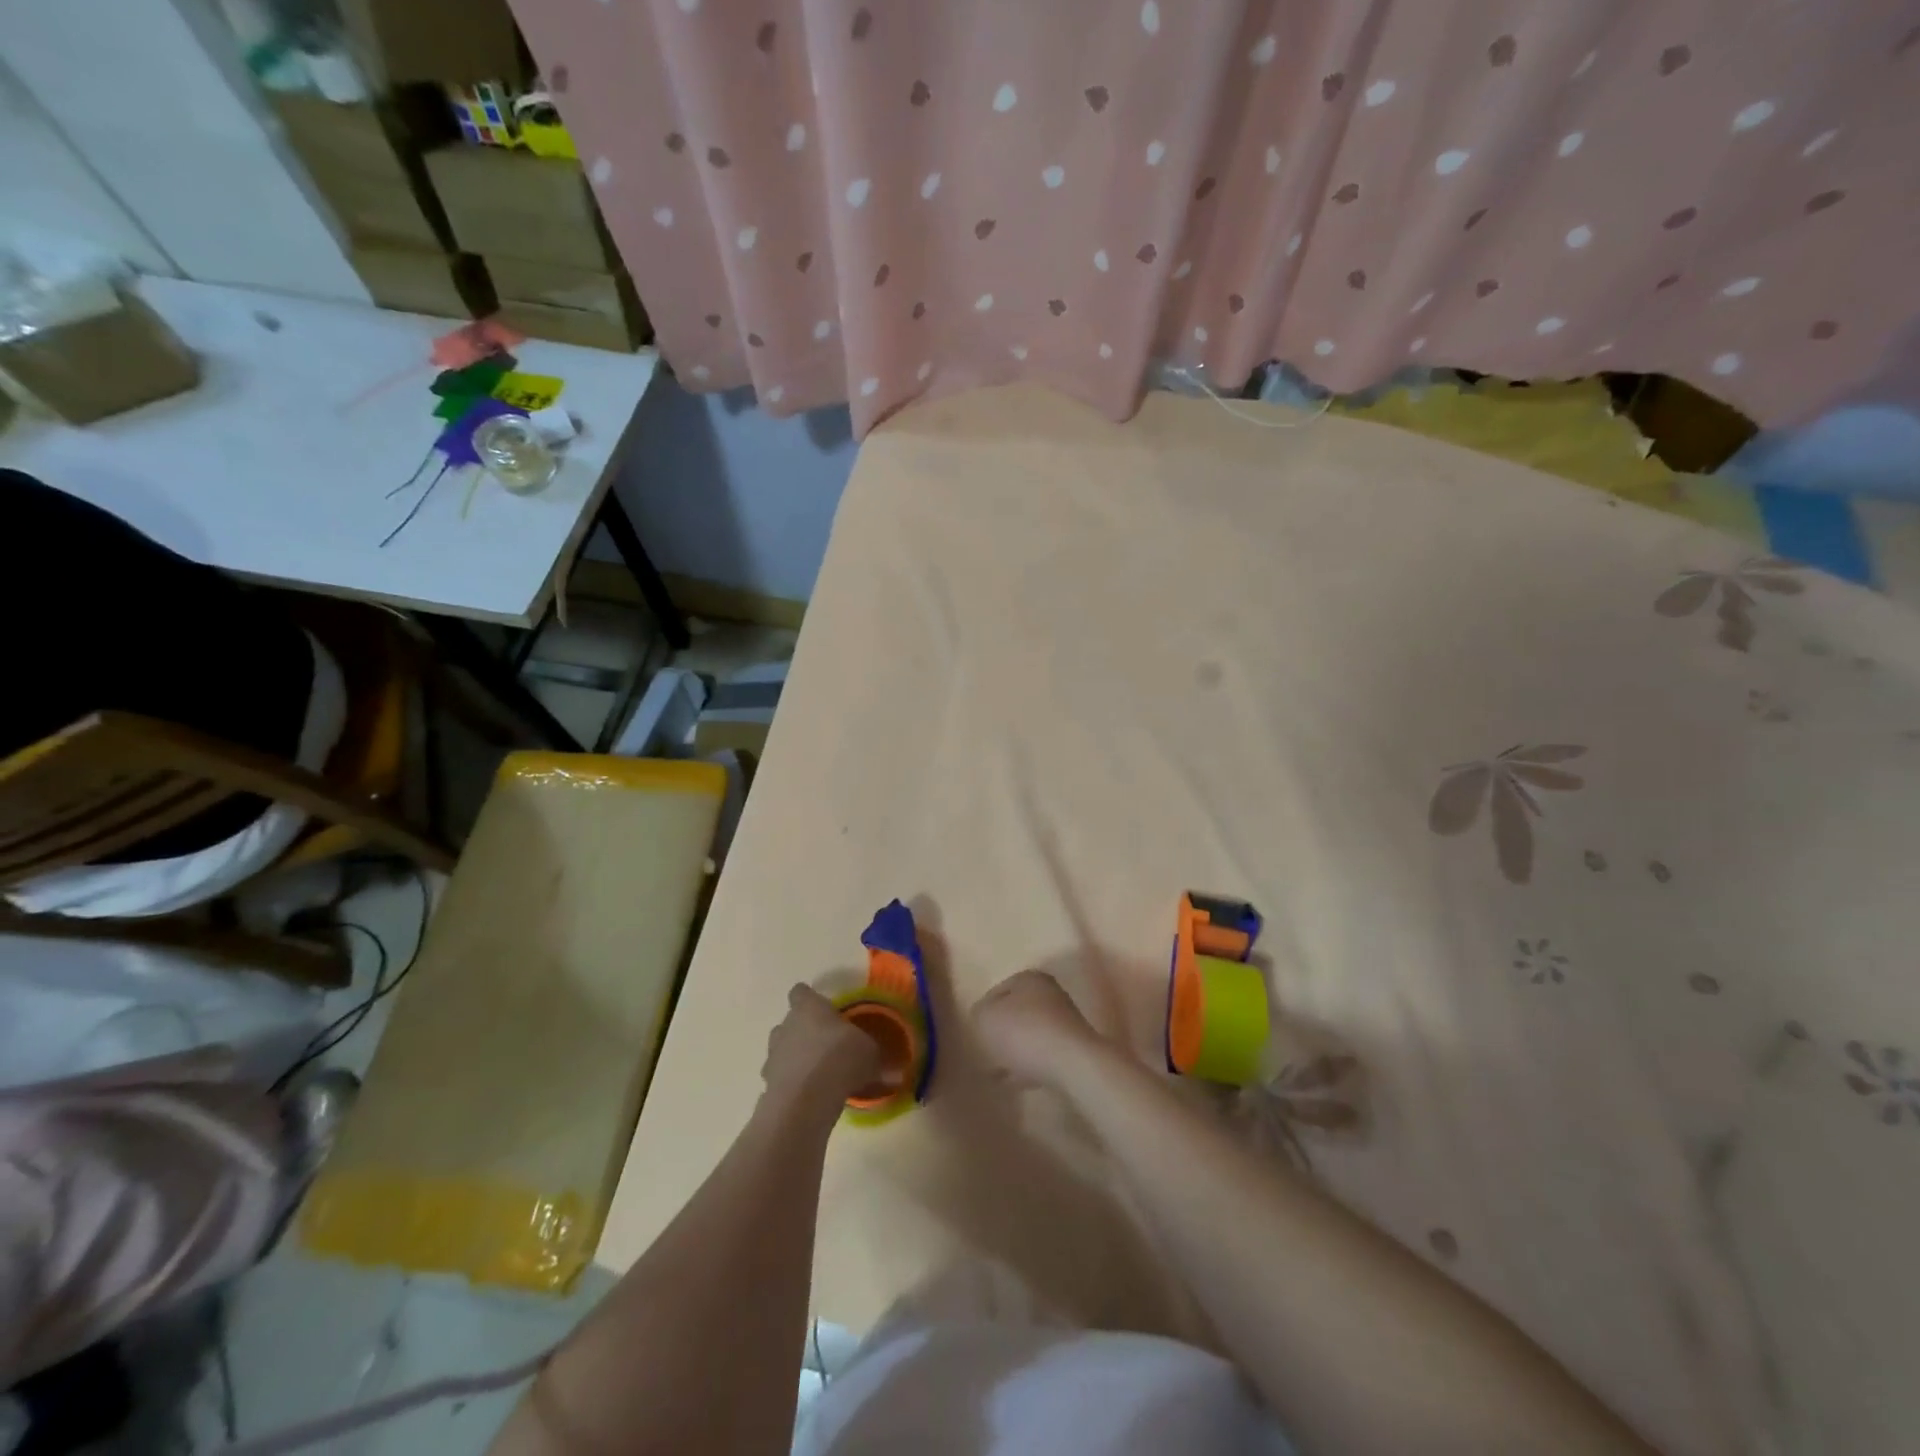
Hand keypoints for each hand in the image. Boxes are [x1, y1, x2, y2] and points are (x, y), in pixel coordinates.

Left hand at [761, 984, 882, 1113]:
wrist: (806, 1100)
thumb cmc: (840, 1058)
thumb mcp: (870, 1054)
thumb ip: (878, 1059)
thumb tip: (897, 1073)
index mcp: (808, 1007)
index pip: (801, 992)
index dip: (810, 999)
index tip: (823, 1009)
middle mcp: (786, 1025)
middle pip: (790, 1022)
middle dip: (804, 1031)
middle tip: (826, 1045)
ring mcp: (773, 1054)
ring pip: (782, 1050)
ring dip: (795, 1058)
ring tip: (817, 1073)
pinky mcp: (767, 1083)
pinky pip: (781, 1078)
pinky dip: (792, 1084)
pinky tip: (809, 1096)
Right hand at [972, 969, 1106, 1089]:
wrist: (1072, 1065)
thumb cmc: (1024, 1033)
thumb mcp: (985, 1019)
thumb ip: (978, 1014)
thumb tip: (982, 1018)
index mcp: (1028, 978)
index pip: (996, 991)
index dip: (982, 1012)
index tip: (973, 1034)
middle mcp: (1049, 994)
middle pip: (1015, 1012)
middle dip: (1000, 1032)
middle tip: (983, 1052)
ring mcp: (1064, 1022)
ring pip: (1029, 1035)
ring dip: (1013, 1051)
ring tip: (995, 1072)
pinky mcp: (1073, 1049)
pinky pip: (1042, 1055)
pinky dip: (1027, 1066)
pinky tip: (1014, 1082)